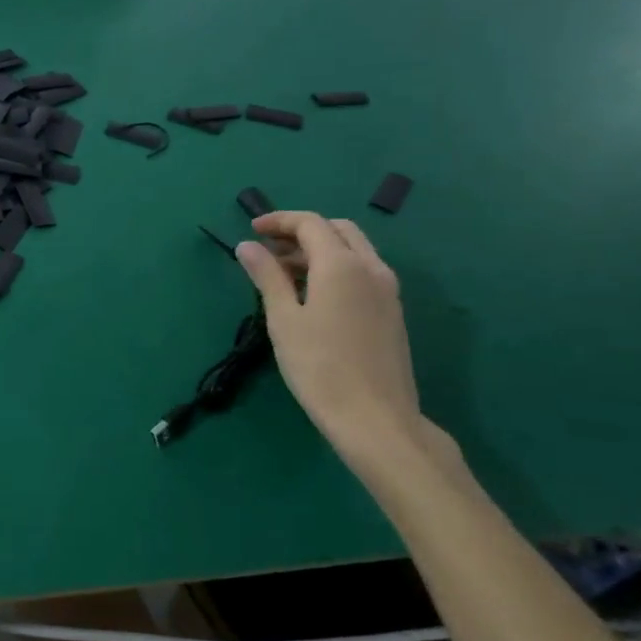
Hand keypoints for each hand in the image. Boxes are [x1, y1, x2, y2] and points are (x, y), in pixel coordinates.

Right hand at [234, 211, 438, 468]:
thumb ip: (267, 277)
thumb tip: (248, 246)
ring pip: (353, 249)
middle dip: (302, 231)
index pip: (310, 223)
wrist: (375, 418)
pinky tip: (313, 294)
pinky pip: (363, 271)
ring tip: (284, 272)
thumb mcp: (283, 319)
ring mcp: (387, 290)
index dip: (279, 221)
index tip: (252, 231)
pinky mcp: (392, 311)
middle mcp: (371, 267)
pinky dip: (336, 267)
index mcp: (342, 264)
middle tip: (269, 249)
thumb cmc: (320, 367)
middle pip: (337, 229)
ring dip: (319, 249)